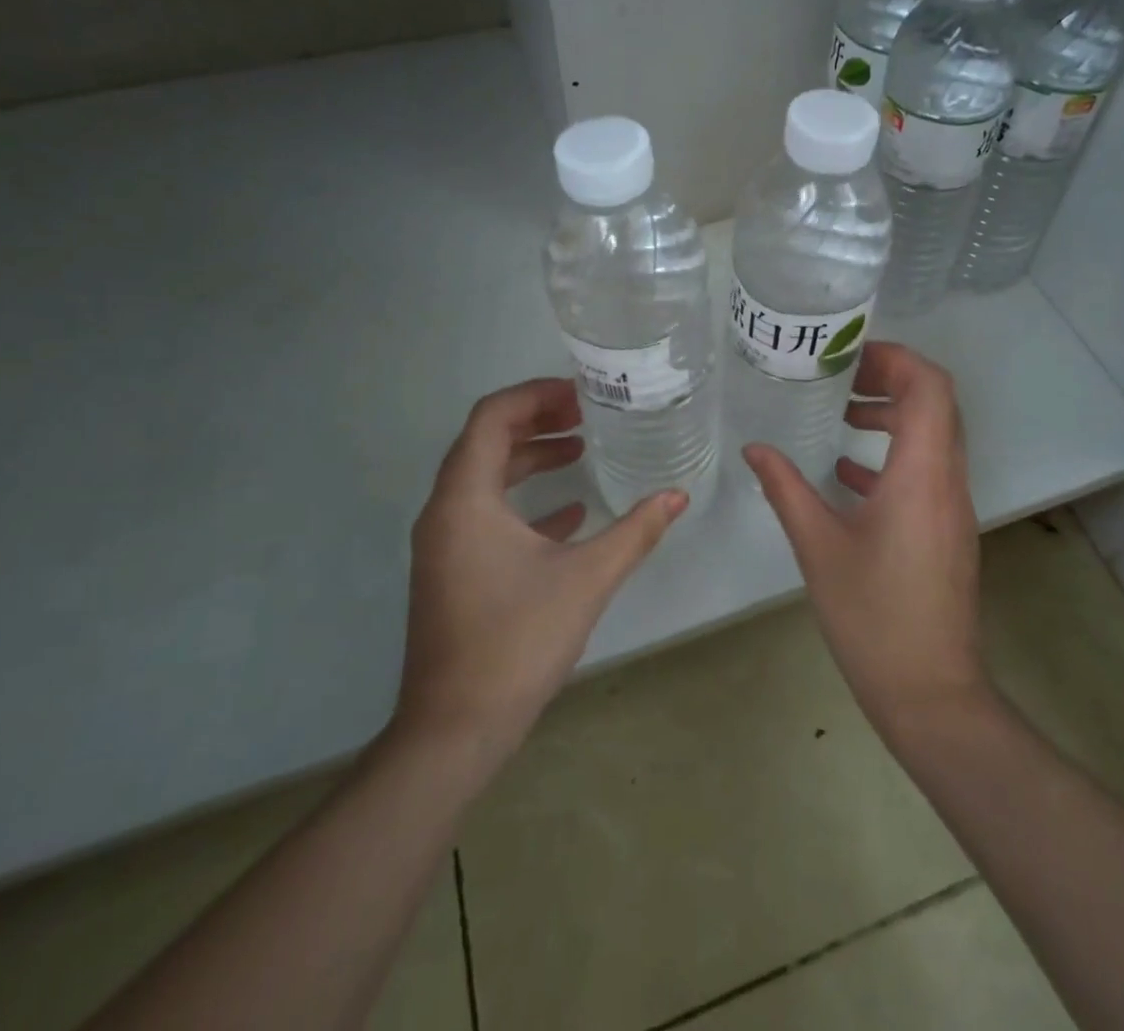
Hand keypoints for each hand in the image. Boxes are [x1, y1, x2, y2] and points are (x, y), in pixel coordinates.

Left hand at [393, 378, 686, 758]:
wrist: (455, 729)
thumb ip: (635, 531)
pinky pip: (486, 515)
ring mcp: (444, 543)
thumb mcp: (586, 578)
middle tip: (585, 415)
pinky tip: (570, 513)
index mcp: (466, 498)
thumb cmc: (517, 641)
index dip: (535, 395)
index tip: (580, 393)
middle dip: (536, 421)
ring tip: (579, 451)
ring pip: (485, 478)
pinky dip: (523, 501)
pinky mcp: (452, 571)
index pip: (492, 417)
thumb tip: (678, 494)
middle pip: (486, 441)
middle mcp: (445, 510)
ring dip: (529, 459)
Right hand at [743, 343, 988, 737]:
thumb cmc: (873, 616)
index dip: (895, 358)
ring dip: (893, 415)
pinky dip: (894, 454)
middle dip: (891, 379)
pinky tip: (847, 473)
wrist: (931, 693)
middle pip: (936, 402)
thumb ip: (786, 489)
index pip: (931, 387)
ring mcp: (952, 506)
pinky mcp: (946, 529)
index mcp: (922, 474)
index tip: (849, 357)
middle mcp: (947, 480)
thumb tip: (755, 448)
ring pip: (934, 435)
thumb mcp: (818, 547)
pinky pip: (927, 469)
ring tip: (841, 415)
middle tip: (839, 378)